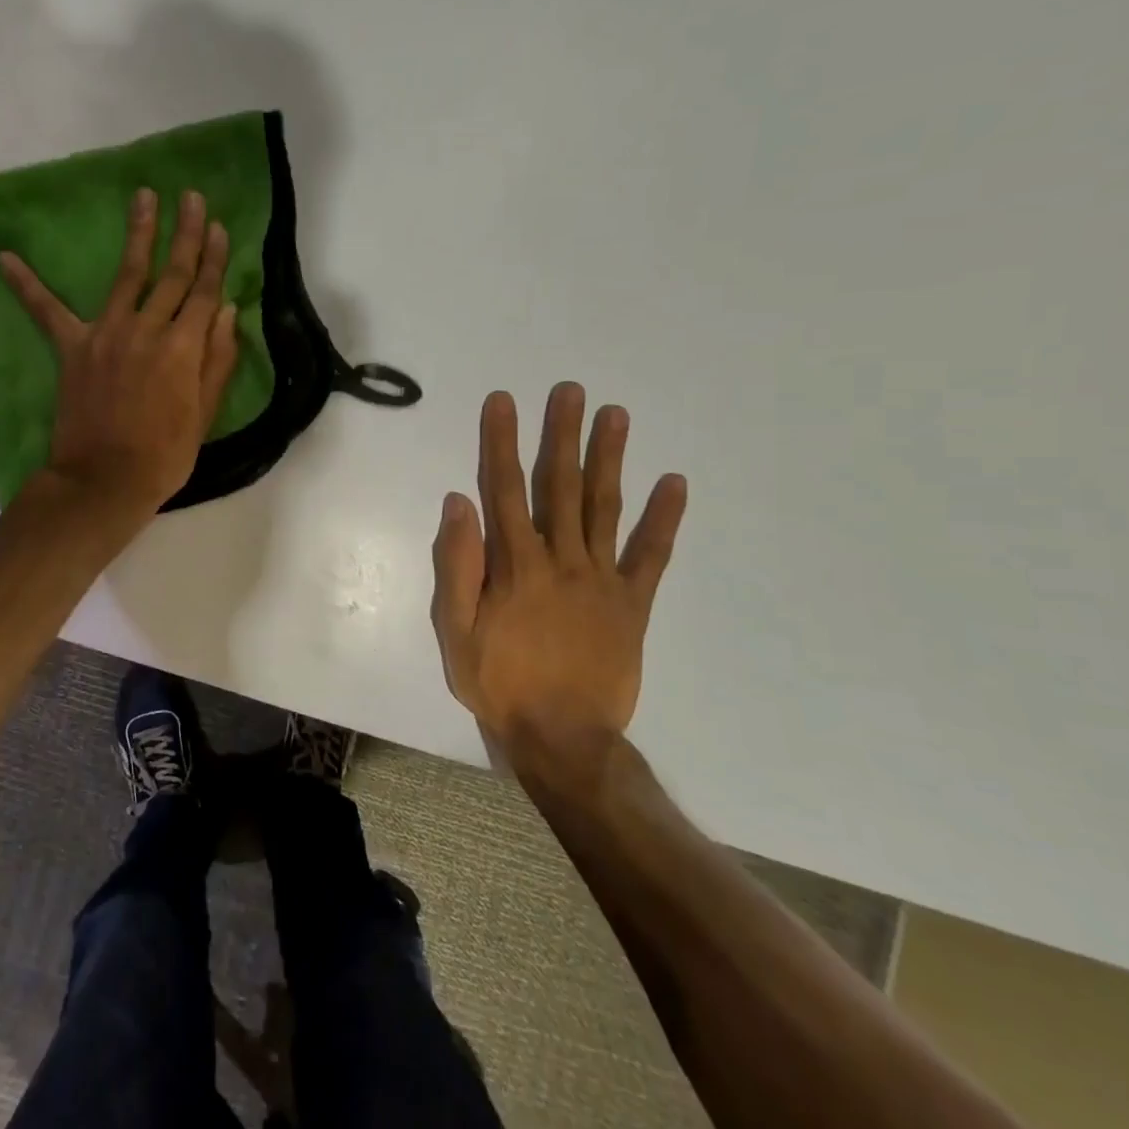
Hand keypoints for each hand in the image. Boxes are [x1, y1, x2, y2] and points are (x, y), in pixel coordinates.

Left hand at [0, 187, 239, 517]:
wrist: (105, 480)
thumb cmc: (164, 455)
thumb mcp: (204, 413)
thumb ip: (218, 359)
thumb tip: (227, 310)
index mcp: (184, 347)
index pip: (204, 291)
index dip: (213, 257)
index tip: (217, 225)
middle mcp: (148, 330)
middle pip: (171, 274)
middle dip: (184, 233)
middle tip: (189, 196)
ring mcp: (107, 334)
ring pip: (127, 274)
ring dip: (138, 234)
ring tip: (144, 198)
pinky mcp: (73, 348)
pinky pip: (47, 312)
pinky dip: (26, 285)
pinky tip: (4, 257)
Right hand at [431, 383, 686, 781]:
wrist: (562, 737)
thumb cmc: (498, 681)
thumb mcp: (455, 630)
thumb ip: (458, 565)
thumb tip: (459, 502)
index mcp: (516, 564)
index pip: (506, 489)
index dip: (502, 442)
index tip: (504, 401)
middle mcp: (562, 559)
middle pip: (561, 486)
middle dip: (562, 434)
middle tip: (571, 390)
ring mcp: (603, 579)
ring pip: (605, 507)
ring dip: (610, 458)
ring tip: (616, 415)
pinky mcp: (633, 603)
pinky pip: (651, 555)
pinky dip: (664, 518)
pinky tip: (674, 483)